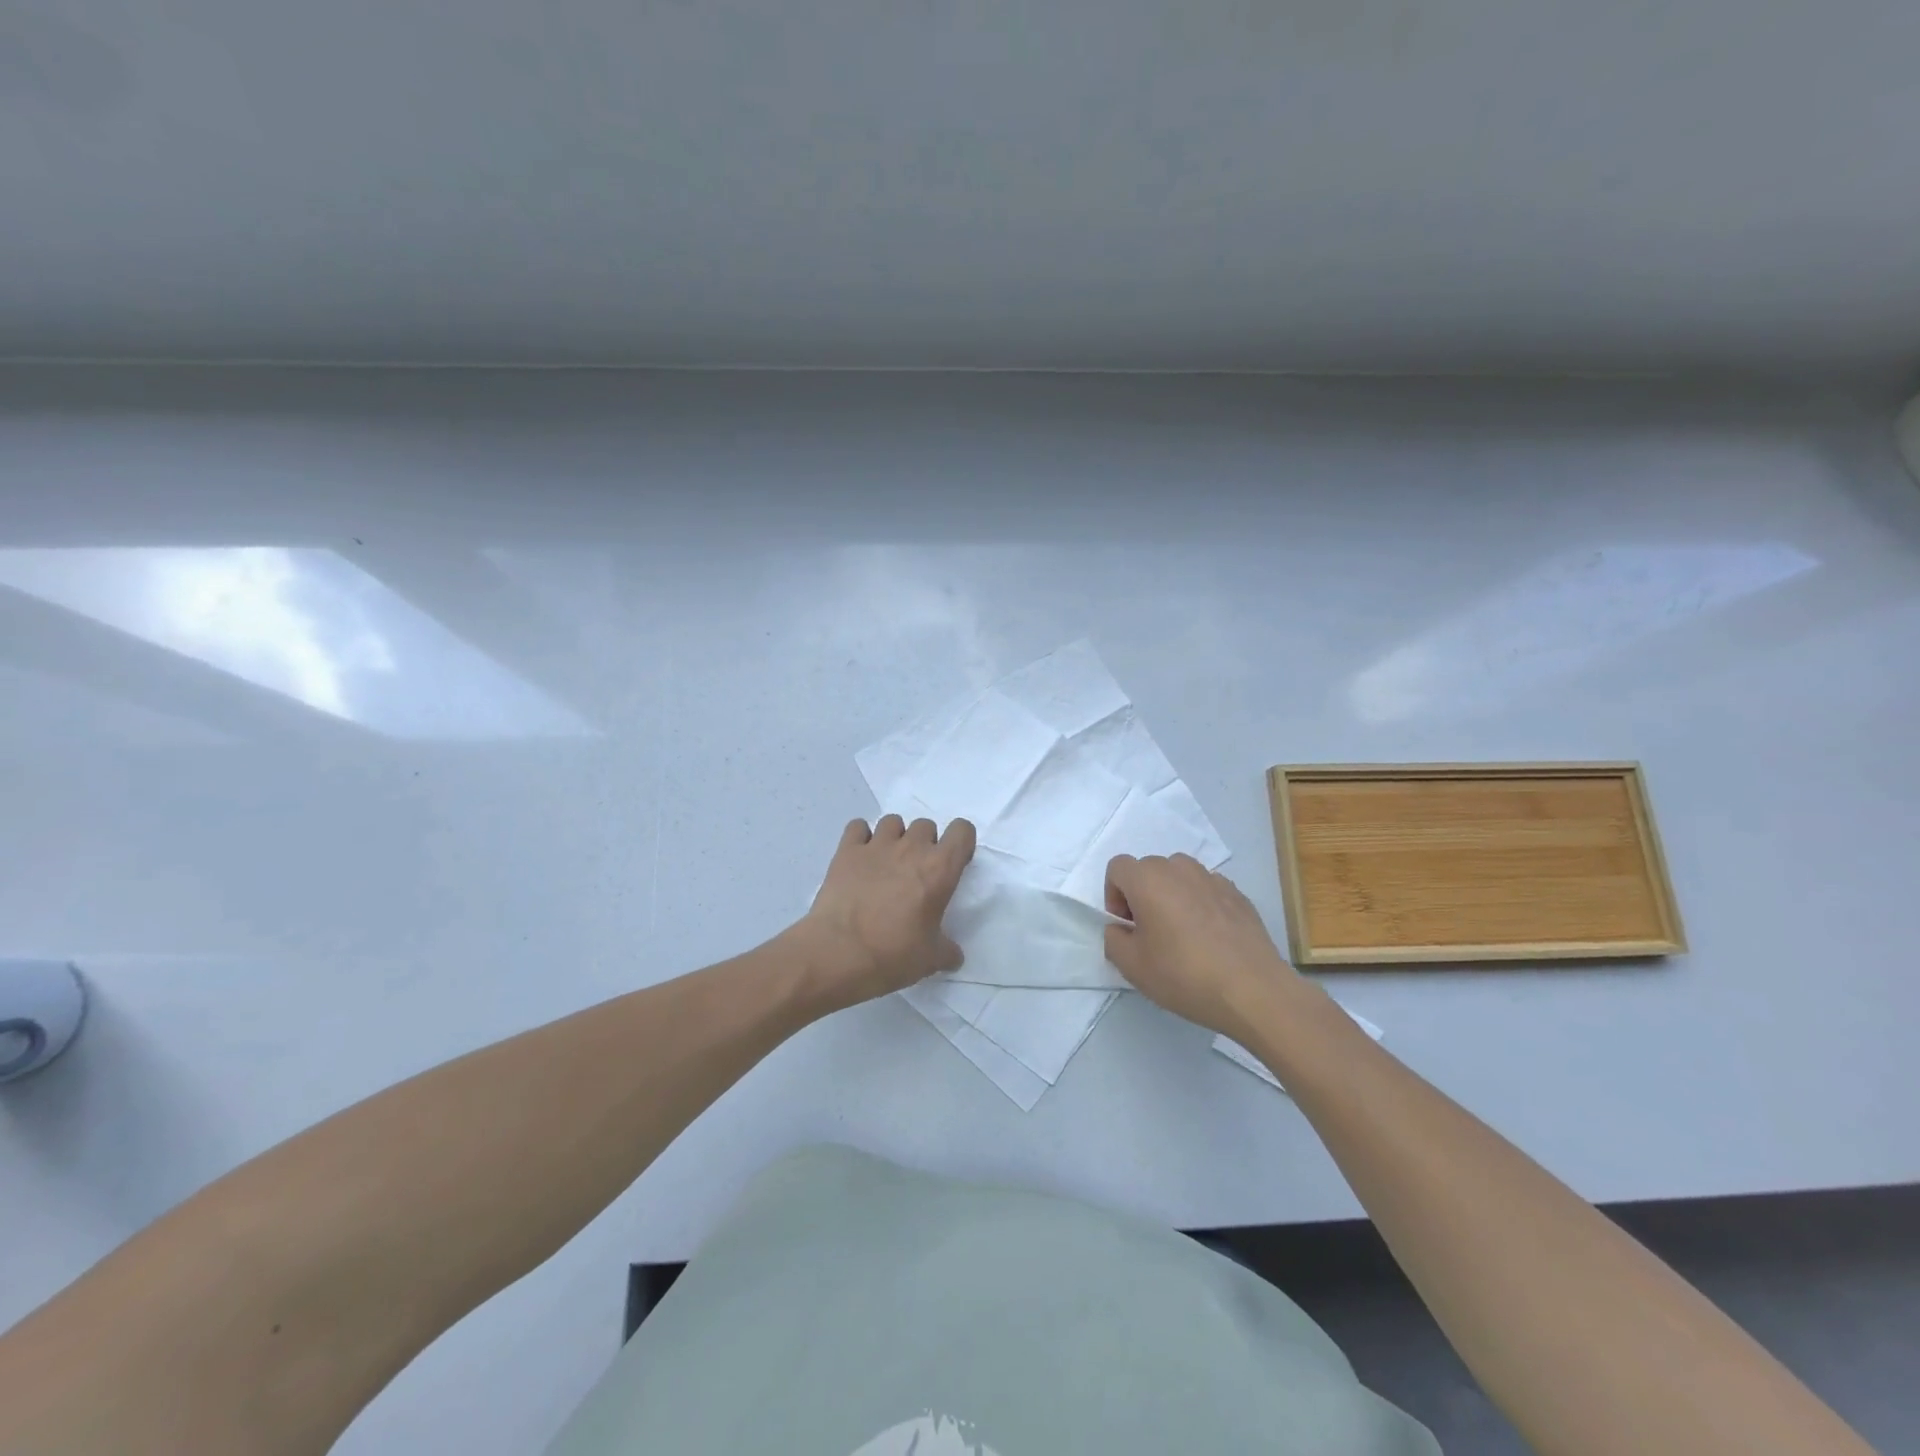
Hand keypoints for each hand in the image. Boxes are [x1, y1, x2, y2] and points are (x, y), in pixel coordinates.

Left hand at [794, 814, 976, 1011]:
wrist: (838, 953)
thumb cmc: (893, 954)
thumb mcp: (931, 959)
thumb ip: (947, 951)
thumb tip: (954, 955)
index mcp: (939, 869)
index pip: (962, 830)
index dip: (960, 843)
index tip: (953, 865)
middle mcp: (911, 848)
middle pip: (926, 826)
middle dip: (925, 843)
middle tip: (916, 873)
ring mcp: (876, 845)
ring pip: (893, 822)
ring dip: (895, 837)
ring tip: (887, 863)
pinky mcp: (846, 850)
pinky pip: (857, 827)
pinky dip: (860, 837)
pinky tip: (860, 858)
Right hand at [1102, 853, 1308, 1038]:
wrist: (1253, 990)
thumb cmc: (1184, 975)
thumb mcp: (1132, 966)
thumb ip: (1113, 939)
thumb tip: (1121, 928)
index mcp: (1148, 879)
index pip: (1118, 868)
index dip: (1114, 895)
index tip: (1127, 926)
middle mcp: (1179, 869)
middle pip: (1148, 870)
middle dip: (1142, 895)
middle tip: (1151, 933)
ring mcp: (1213, 879)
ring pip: (1180, 876)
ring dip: (1172, 896)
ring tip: (1182, 933)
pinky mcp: (1238, 894)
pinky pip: (1207, 890)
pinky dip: (1201, 904)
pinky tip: (1211, 939)